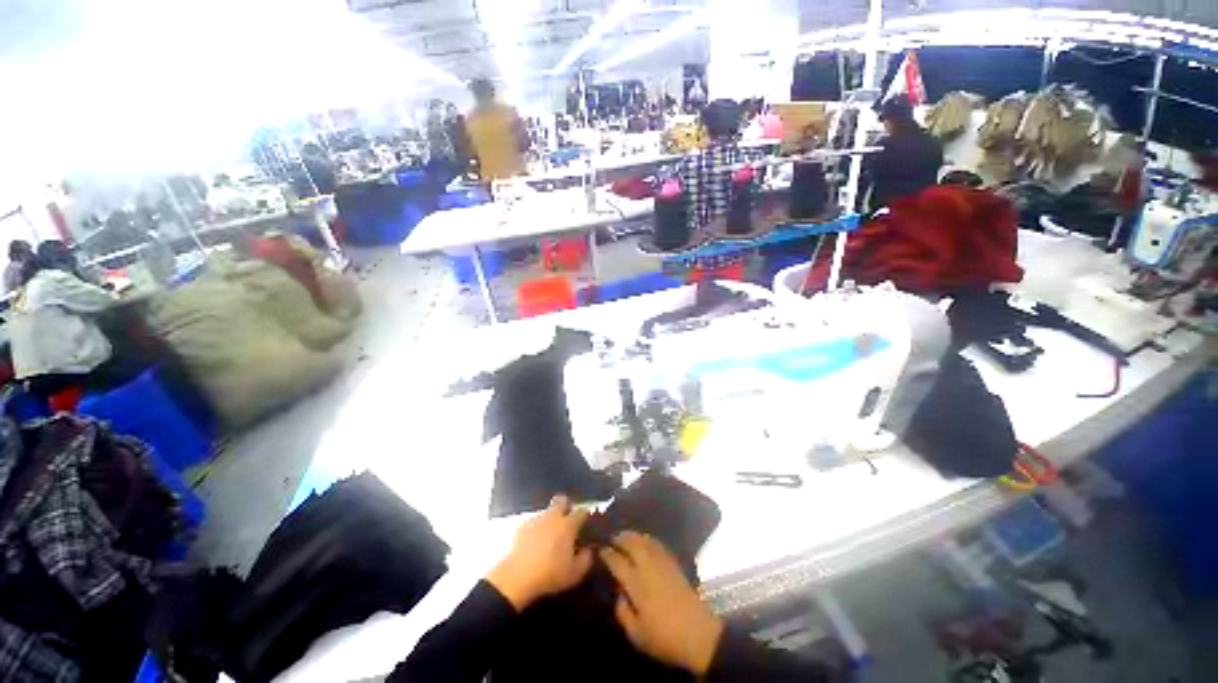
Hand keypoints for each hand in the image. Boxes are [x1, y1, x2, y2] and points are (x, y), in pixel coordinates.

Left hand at [486, 495, 592, 610]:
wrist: (515, 578)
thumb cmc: (549, 574)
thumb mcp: (575, 573)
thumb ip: (586, 558)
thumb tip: (589, 549)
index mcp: (567, 525)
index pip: (581, 511)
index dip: (585, 515)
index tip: (586, 523)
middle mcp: (552, 517)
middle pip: (562, 500)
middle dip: (567, 506)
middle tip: (568, 520)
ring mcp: (536, 519)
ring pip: (547, 512)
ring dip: (551, 519)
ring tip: (550, 536)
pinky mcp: (521, 527)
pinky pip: (534, 522)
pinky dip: (537, 529)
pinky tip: (535, 543)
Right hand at [600, 532, 723, 675]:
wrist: (698, 633)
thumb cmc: (664, 637)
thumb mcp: (637, 635)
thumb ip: (623, 613)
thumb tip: (619, 596)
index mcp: (637, 584)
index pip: (618, 562)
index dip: (607, 554)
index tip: (600, 550)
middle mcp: (649, 567)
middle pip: (633, 544)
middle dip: (621, 538)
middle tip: (612, 537)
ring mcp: (663, 563)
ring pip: (646, 541)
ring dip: (634, 536)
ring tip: (626, 536)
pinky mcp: (674, 564)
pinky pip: (658, 545)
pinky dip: (648, 540)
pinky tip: (645, 542)